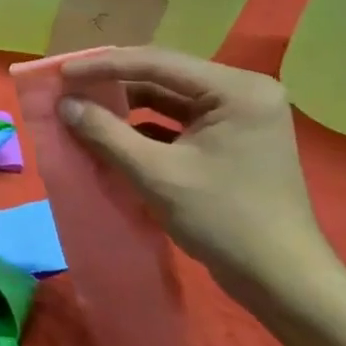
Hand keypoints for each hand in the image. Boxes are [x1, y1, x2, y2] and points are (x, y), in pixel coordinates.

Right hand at [57, 47, 343, 305]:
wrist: (283, 282)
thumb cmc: (224, 220)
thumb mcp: (156, 174)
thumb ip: (106, 132)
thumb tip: (65, 104)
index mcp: (236, 90)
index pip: (157, 63)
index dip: (103, 66)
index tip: (62, 74)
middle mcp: (242, 92)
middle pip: (163, 75)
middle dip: (113, 82)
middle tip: (69, 86)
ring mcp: (239, 117)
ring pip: (168, 98)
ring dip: (125, 104)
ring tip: (83, 107)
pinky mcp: (231, 140)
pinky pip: (177, 120)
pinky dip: (143, 126)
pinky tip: (111, 134)